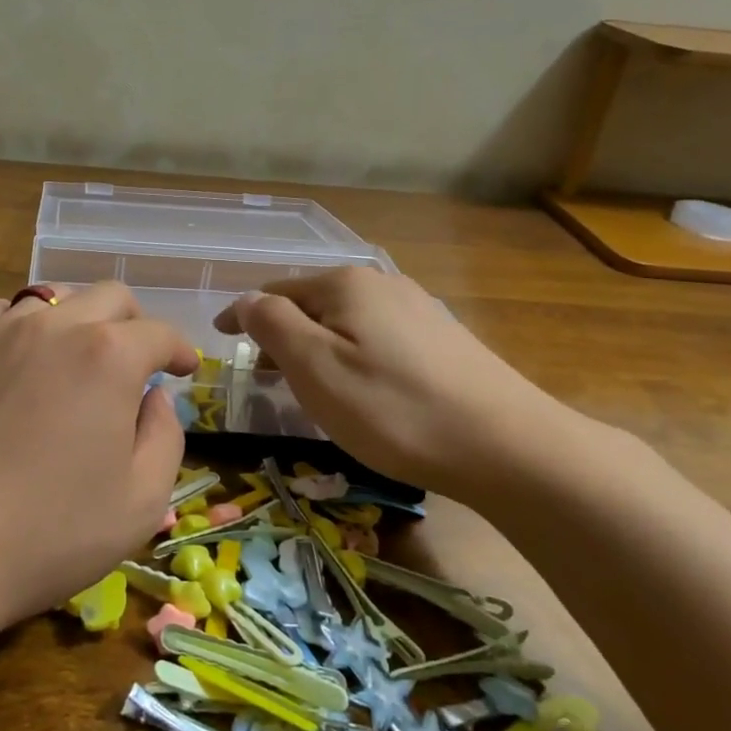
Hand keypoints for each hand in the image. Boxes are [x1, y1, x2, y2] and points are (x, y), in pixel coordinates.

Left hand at [0, 283, 198, 628]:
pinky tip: (24, 362)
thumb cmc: (47, 532)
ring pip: (54, 298)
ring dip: (81, 319)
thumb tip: (154, 398)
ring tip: (82, 360)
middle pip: (109, 297)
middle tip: (140, 363)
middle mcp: (54, 326)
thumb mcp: (140, 502)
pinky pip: (2, 315)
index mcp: (107, 356)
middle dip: (136, 324)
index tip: (185, 370)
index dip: (180, 350)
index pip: (158, 333)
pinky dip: (27, 327)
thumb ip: (165, 437)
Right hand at [213, 267, 578, 501]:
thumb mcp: (316, 367)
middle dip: (281, 332)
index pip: (275, 291)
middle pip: (312, 303)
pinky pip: (376, 337)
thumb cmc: (394, 409)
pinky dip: (350, 355)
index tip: (221, 339)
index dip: (243, 314)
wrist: (508, 447)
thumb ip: (273, 325)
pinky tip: (360, 387)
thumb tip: (246, 300)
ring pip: (346, 321)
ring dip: (316, 345)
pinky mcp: (443, 340)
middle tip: (261, 373)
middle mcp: (382, 284)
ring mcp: (418, 309)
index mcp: (345, 284)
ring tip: (304, 383)